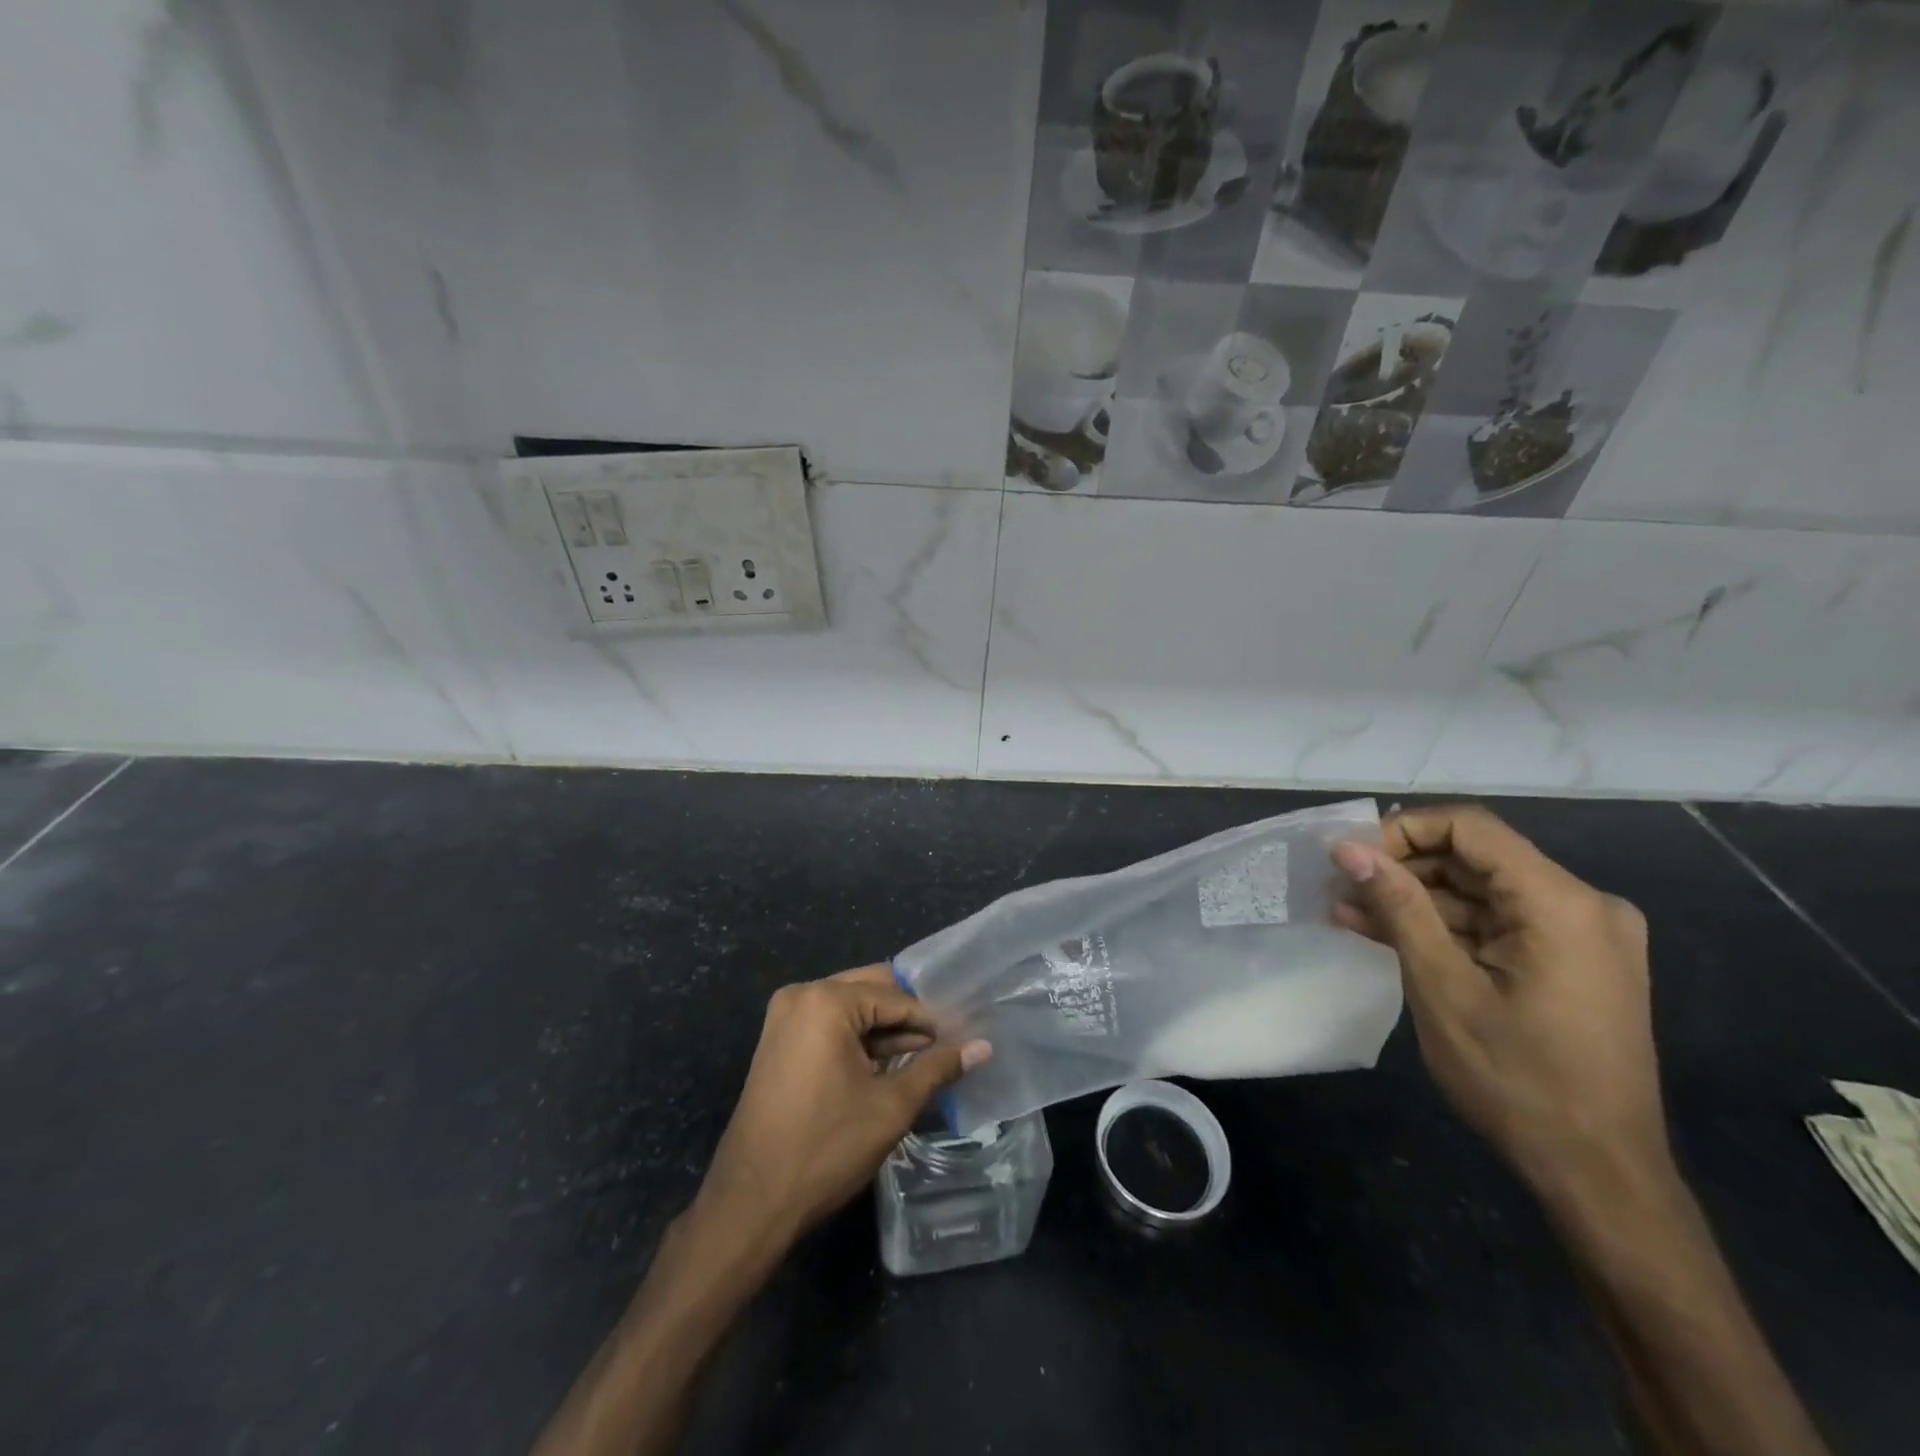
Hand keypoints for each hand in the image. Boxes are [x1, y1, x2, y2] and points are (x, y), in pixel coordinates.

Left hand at [692, 965, 991, 1252]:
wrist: (750, 1202)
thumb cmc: (825, 1148)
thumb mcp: (890, 1107)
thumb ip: (936, 1068)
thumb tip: (983, 1048)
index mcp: (826, 1000)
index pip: (895, 997)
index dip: (931, 1019)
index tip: (963, 1038)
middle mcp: (801, 995)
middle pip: (870, 991)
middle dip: (908, 1017)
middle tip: (948, 1041)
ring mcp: (784, 1017)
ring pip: (851, 1008)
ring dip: (885, 1030)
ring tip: (926, 1056)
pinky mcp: (779, 1041)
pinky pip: (829, 1025)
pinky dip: (859, 1040)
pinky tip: (889, 1064)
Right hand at [1330, 805, 1669, 1205]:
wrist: (1599, 1176)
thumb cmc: (1518, 1081)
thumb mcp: (1443, 987)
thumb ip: (1398, 907)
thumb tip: (1348, 848)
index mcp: (1562, 905)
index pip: (1471, 828)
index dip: (1403, 830)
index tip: (1350, 857)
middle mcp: (1583, 906)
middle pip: (1474, 858)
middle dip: (1401, 869)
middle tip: (1338, 886)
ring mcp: (1579, 936)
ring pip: (1479, 893)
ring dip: (1413, 901)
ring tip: (1345, 910)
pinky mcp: (1568, 961)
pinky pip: (1494, 924)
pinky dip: (1442, 928)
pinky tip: (1383, 933)